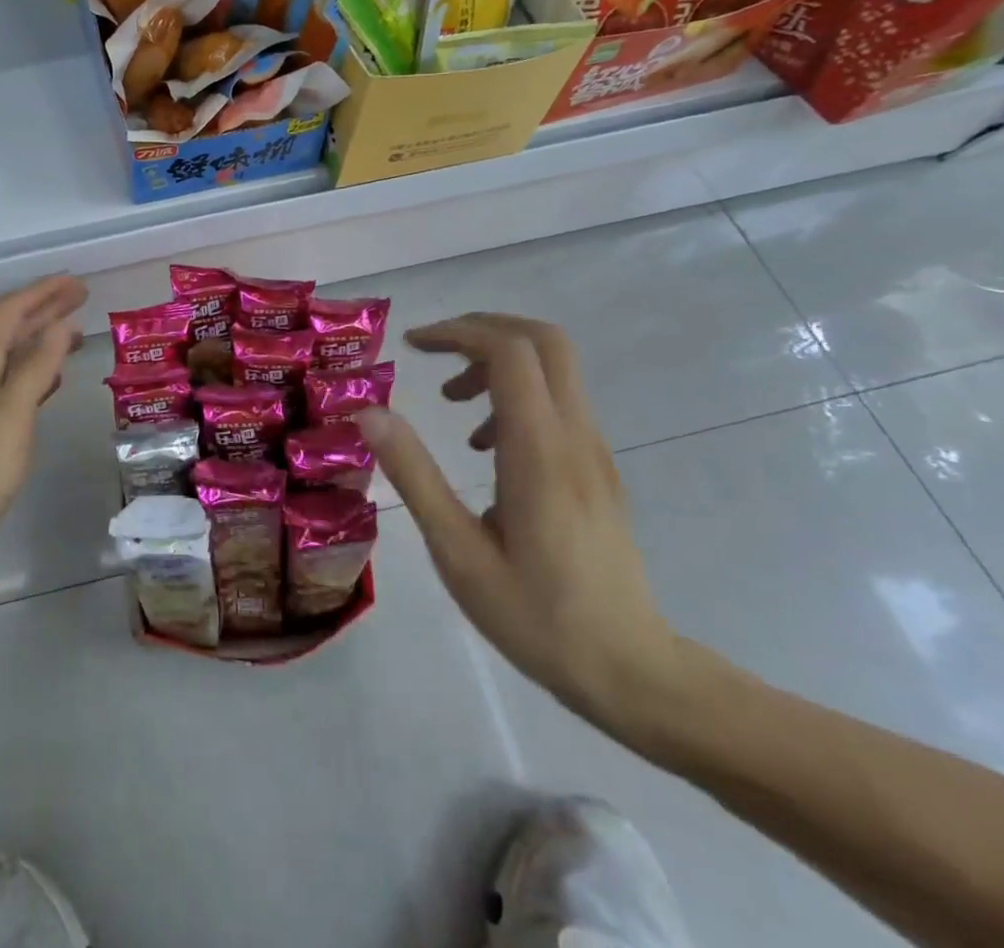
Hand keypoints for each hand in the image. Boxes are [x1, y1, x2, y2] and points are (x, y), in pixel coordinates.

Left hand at [0, 276, 87, 577]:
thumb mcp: (9, 417)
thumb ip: (36, 369)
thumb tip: (61, 324)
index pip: (9, 313)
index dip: (42, 293)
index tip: (77, 282)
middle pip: (8, 330)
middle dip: (44, 308)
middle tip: (81, 297)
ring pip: (11, 356)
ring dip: (41, 338)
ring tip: (74, 333)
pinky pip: (11, 384)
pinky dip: (35, 372)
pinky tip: (50, 383)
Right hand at [356, 314, 683, 735]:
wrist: (634, 674)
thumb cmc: (536, 618)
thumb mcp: (457, 552)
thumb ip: (414, 475)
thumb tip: (369, 413)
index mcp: (540, 452)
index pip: (509, 352)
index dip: (457, 332)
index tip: (411, 346)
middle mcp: (575, 437)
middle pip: (544, 340)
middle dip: (483, 329)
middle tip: (434, 352)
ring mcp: (595, 452)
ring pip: (554, 367)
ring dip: (497, 361)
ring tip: (450, 400)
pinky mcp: (598, 469)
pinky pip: (558, 401)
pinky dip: (514, 393)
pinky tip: (483, 445)